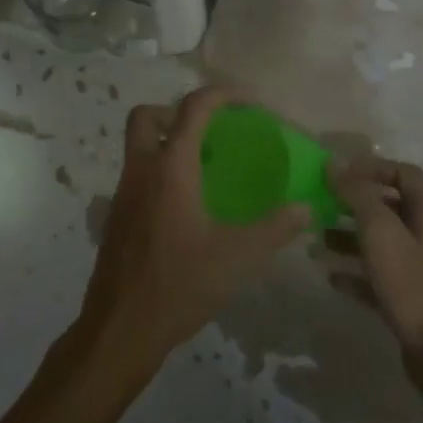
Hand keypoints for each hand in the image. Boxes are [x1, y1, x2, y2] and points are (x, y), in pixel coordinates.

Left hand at [77, 87, 308, 377]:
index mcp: (171, 168)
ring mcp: (123, 193)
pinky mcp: (117, 217)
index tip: (249, 102)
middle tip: (210, 131)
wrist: (120, 328)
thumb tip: (306, 208)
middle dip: (176, 111)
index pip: (193, 108)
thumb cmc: (179, 285)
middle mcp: (141, 170)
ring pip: (138, 145)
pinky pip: (137, 174)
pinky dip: (160, 172)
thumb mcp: (236, 257)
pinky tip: (187, 206)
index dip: (222, 94)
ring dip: (167, 141)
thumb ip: (274, 228)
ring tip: (206, 167)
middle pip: (147, 116)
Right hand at [326, 159, 422, 396]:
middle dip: (354, 202)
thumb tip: (334, 166)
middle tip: (321, 203)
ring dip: (349, 236)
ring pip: (380, 241)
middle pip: (389, 206)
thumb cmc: (412, 285)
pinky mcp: (409, 298)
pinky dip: (354, 272)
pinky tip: (330, 276)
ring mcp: (419, 268)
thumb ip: (357, 195)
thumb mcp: (380, 232)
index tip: (339, 174)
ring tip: (317, 239)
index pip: (404, 173)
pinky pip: (377, 275)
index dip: (372, 167)